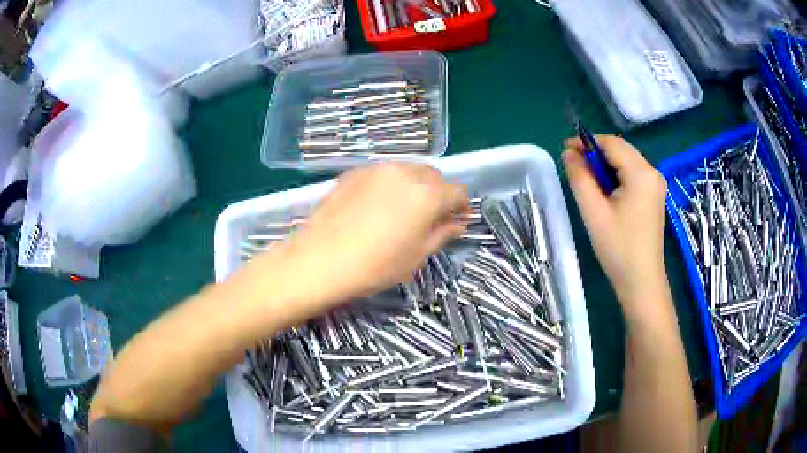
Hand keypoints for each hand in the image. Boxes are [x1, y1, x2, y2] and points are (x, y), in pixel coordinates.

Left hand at [285, 162, 468, 305]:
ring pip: (408, 170)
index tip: (456, 220)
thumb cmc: (375, 265)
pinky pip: (383, 173)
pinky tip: (377, 206)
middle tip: (430, 218)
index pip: (457, 191)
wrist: (319, 260)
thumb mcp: (416, 255)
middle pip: (434, 176)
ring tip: (402, 211)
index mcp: (427, 194)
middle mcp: (405, 172)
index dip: (461, 206)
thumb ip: (442, 234)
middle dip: (439, 193)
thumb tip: (458, 224)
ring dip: (415, 186)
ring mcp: (377, 168)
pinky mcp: (355, 172)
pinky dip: (390, 184)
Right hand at [563, 136, 668, 316]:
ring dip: (605, 167)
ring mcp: (656, 185)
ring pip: (626, 163)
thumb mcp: (594, 212)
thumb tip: (568, 153)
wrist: (641, 282)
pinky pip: (633, 176)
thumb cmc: (618, 248)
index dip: (587, 142)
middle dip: (596, 155)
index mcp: (641, 173)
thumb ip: (580, 177)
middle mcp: (653, 173)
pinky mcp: (654, 196)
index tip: (565, 151)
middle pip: (621, 151)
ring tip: (588, 185)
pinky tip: (606, 194)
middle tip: (574, 169)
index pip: (612, 144)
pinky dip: (616, 178)